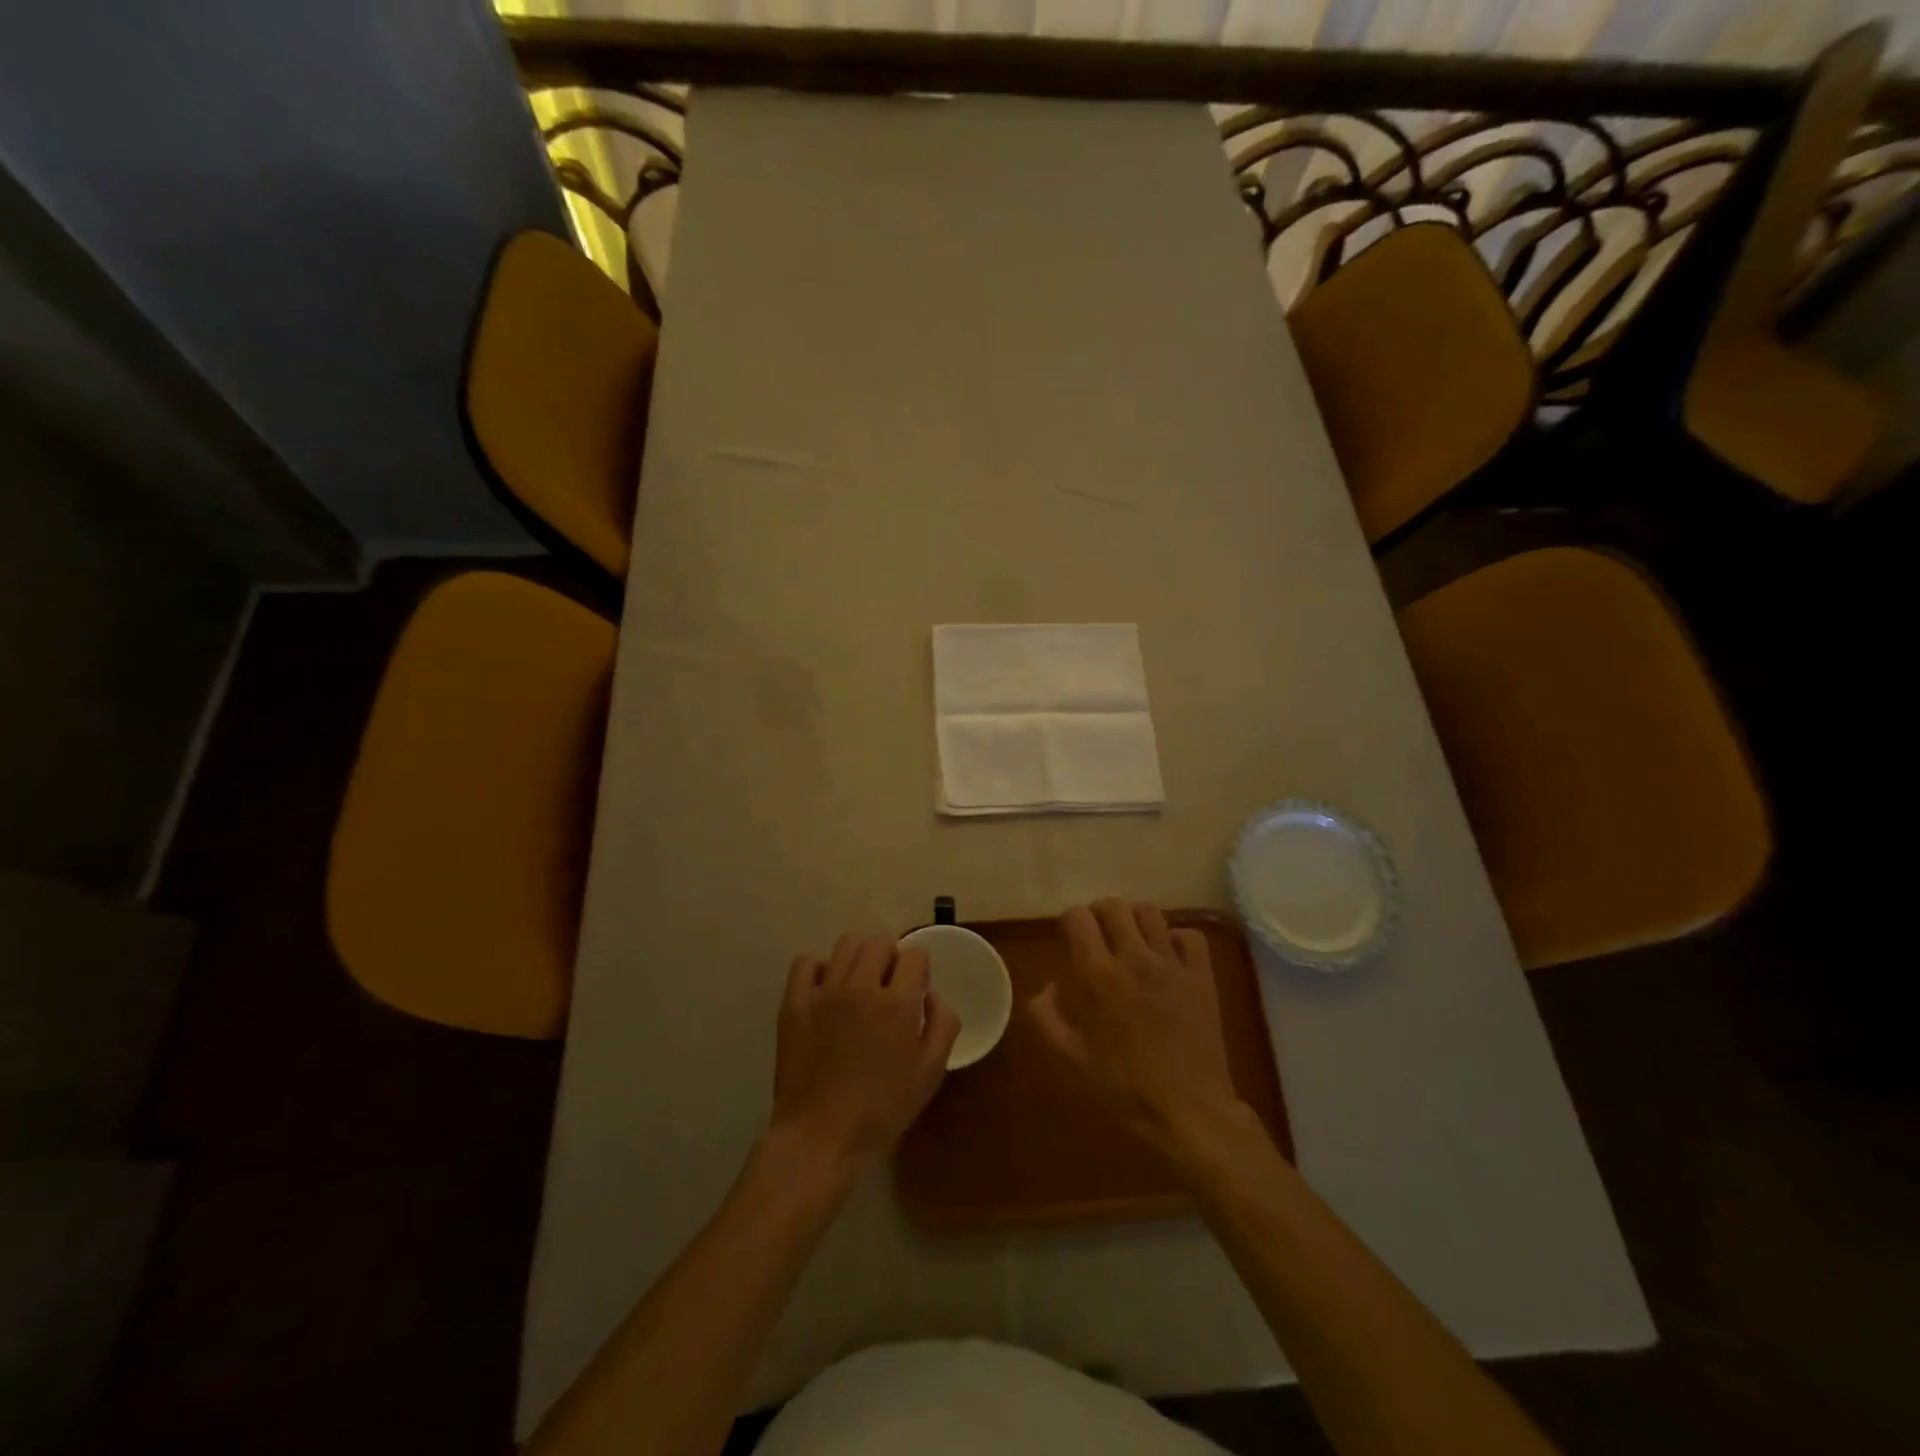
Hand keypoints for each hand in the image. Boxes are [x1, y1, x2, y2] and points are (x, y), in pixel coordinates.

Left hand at [770, 934, 961, 1173]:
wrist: (820, 1137)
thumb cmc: (881, 1109)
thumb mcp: (930, 1074)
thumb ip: (943, 1025)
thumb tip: (931, 995)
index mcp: (897, 1004)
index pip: (914, 955)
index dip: (919, 970)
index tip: (915, 991)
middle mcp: (860, 987)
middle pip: (879, 942)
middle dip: (890, 958)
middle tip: (888, 987)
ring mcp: (823, 992)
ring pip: (846, 944)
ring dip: (859, 957)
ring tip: (859, 985)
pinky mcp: (794, 1003)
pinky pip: (806, 962)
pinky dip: (819, 968)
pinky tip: (827, 991)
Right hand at [1031, 899, 1245, 1152]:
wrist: (1188, 1112)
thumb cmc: (1122, 1089)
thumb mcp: (1070, 1058)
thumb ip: (1048, 1017)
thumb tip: (1046, 987)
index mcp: (1098, 975)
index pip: (1078, 918)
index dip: (1070, 921)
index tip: (1069, 937)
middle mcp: (1134, 958)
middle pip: (1114, 906)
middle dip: (1100, 913)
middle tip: (1098, 934)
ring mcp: (1172, 965)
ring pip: (1150, 912)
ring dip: (1134, 918)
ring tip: (1131, 938)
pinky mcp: (1202, 977)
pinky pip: (1190, 936)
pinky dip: (1175, 937)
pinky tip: (1167, 954)